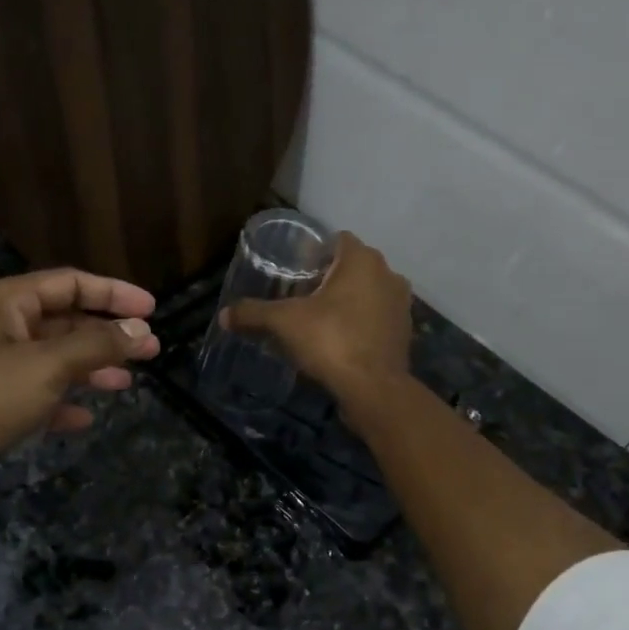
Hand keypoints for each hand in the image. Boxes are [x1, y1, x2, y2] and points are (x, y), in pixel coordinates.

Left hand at [0, 267, 160, 517]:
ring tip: (127, 384)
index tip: (152, 309)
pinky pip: (38, 394)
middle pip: (65, 321)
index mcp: (8, 303)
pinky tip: (86, 418)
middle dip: (108, 335)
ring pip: (54, 359)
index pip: (70, 283)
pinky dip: (63, 402)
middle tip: (150, 350)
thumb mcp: (48, 365)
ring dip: (91, 368)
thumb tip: (140, 330)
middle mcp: (1, 327)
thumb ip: (97, 345)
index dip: (113, 293)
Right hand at [223, 231, 412, 412]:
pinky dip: (359, 322)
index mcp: (362, 260)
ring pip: (367, 292)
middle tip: (300, 295)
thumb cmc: (331, 341)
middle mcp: (388, 274)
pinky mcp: (404, 332)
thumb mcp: (284, 323)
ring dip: (346, 301)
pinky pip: (376, 317)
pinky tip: (338, 340)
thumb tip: (224, 315)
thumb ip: (253, 314)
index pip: (338, 240)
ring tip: (318, 319)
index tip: (294, 269)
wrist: (373, 389)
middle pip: (352, 266)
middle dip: (329, 277)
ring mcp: (400, 304)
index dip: (315, 252)